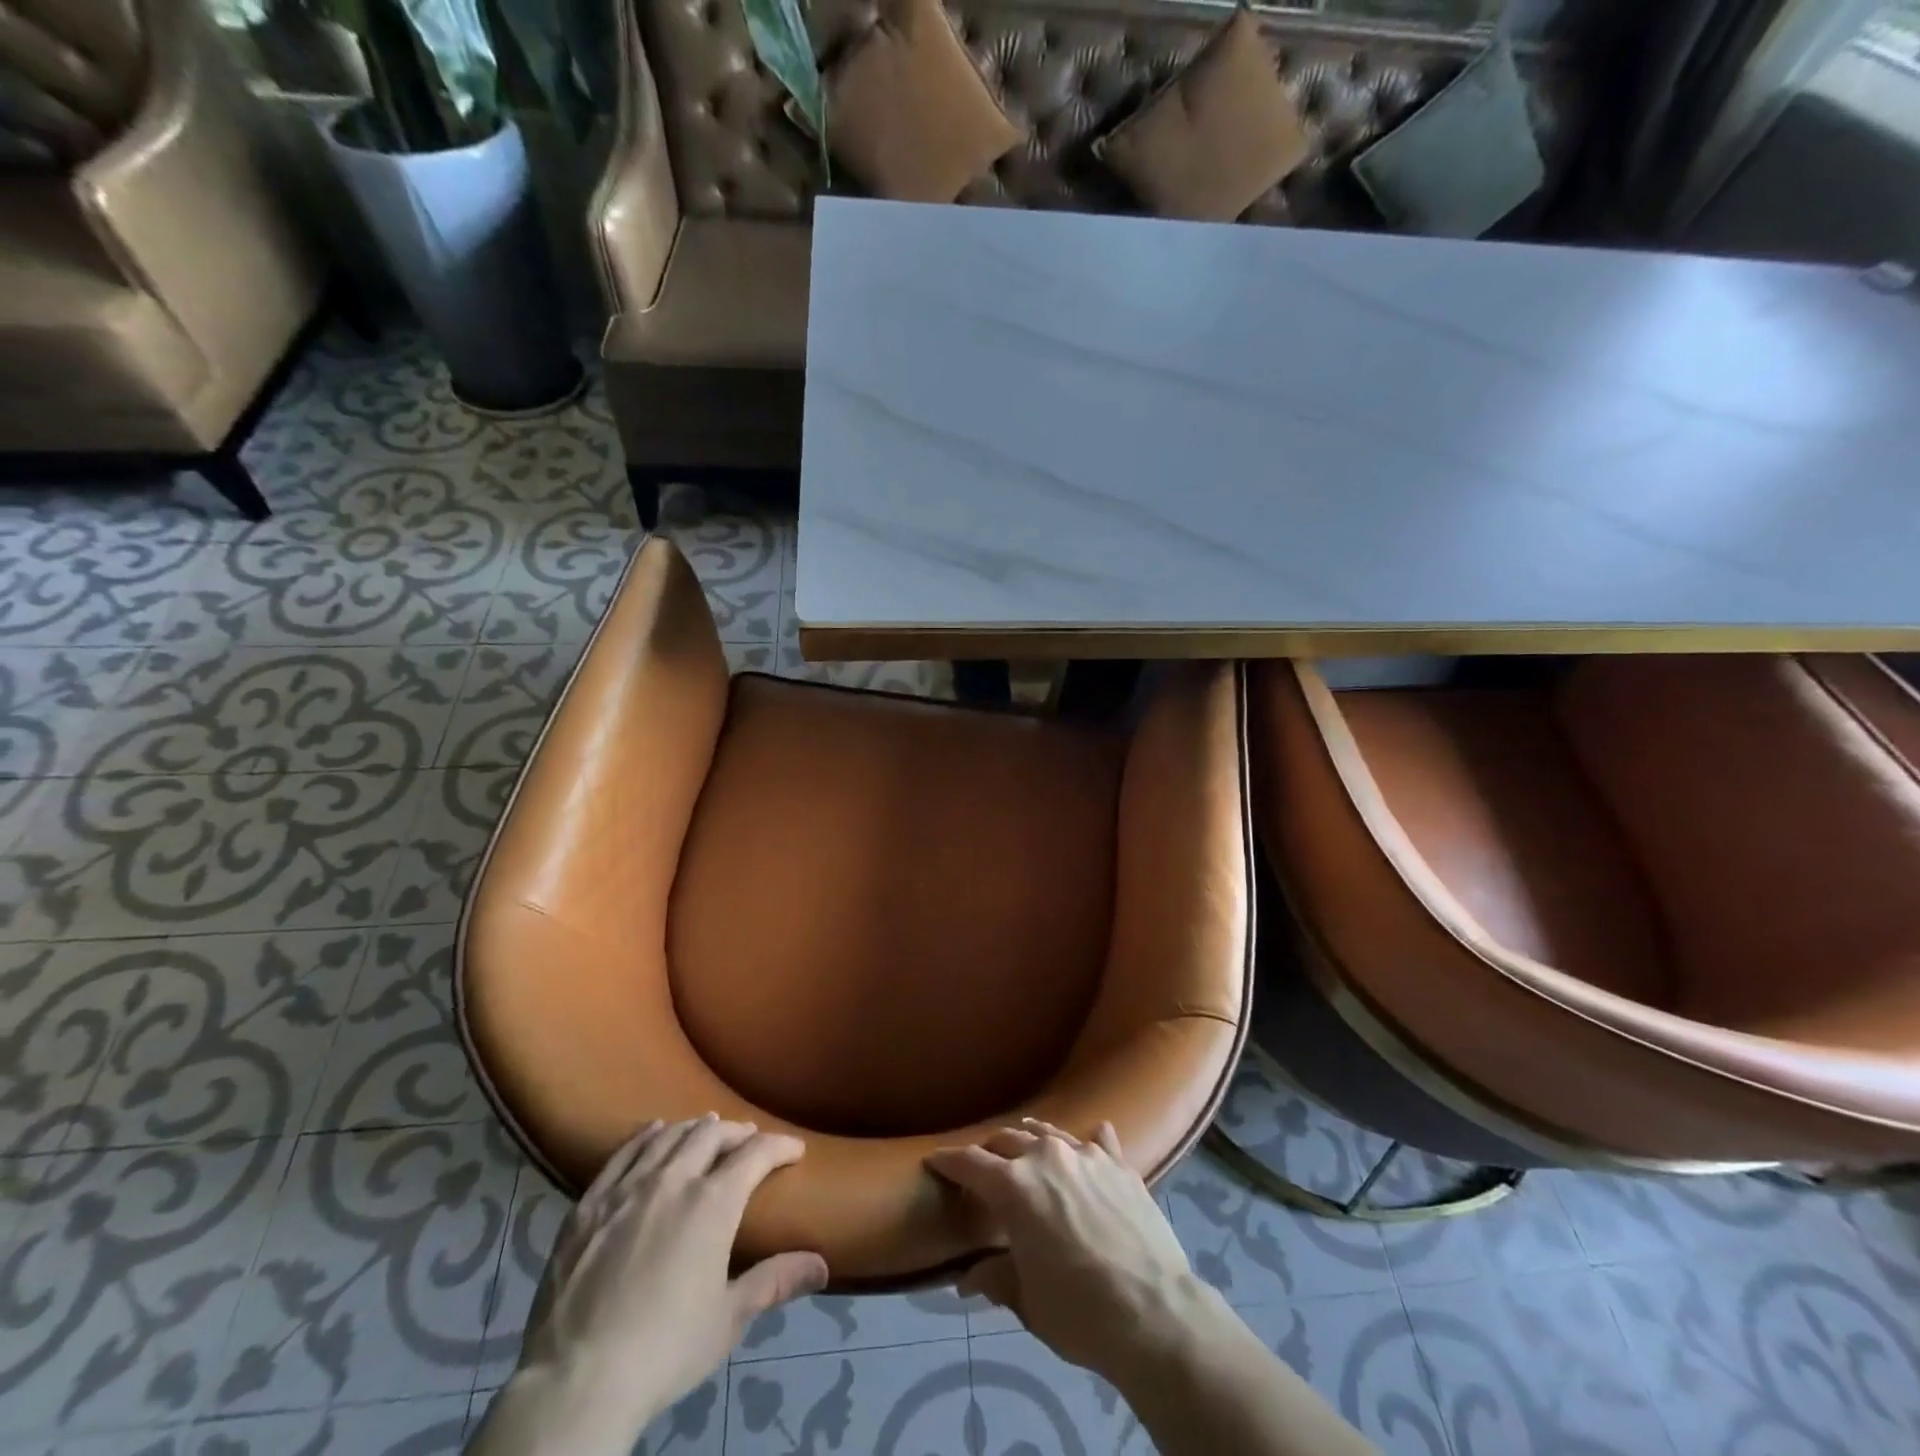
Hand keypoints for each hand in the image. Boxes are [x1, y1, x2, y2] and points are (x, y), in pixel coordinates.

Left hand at [519, 1116, 827, 1429]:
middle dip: (737, 1133)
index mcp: (712, 1203)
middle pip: (711, 1135)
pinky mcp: (590, 1203)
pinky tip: (653, 1132)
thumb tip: (822, 1266)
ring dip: (694, 1129)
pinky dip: (646, 1136)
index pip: (756, 1153)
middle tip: (749, 1140)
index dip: (780, 1146)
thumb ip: (774, 1282)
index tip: (794, 1149)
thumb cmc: (664, 1350)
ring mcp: (627, 1187)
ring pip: (668, 1136)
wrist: (575, 1381)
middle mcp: (673, 1180)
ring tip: (707, 1129)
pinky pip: (623, 1153)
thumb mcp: (728, 1320)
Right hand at [926, 1119, 1201, 1379]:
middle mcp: (1047, 1157)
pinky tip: (1090, 1143)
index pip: (970, 1164)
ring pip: (1049, 1134)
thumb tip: (967, 1280)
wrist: (1155, 1312)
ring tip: (1026, 1148)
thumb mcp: (1027, 1300)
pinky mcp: (1120, 1165)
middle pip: (1008, 1140)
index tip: (935, 1160)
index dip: (949, 1161)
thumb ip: (996, 1278)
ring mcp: (1087, 1155)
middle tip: (982, 1165)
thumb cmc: (1079, 1312)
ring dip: (1031, 1140)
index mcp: (1015, 1186)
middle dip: (990, 1151)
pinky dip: (1087, 1143)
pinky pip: (1098, 1141)